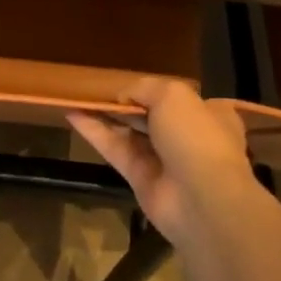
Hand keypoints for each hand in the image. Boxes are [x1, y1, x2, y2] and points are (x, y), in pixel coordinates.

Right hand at [69, 78, 257, 247]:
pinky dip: (93, 132)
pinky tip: (72, 114)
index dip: (156, 90)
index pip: (181, 99)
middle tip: (96, 89)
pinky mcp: (139, 176)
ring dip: (104, 115)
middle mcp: (186, 136)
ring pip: (128, 131)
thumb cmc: (195, 136)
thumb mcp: (173, 95)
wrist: (201, 198)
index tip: (130, 82)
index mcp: (208, 115)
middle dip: (126, 103)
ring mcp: (162, 159)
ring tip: (77, 97)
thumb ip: (145, 87)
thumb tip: (123, 97)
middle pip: (150, 114)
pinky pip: (114, 149)